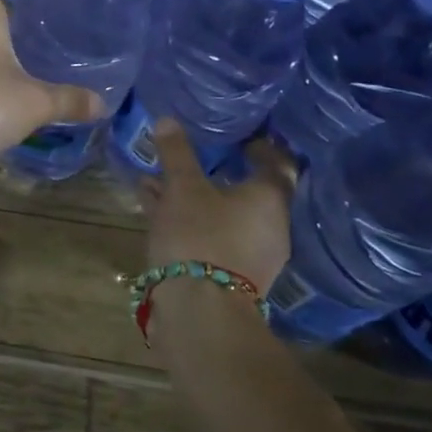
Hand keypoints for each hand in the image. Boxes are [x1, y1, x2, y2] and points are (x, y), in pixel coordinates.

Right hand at [143, 120, 297, 293]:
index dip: (260, 146)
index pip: (276, 163)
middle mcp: (270, 226)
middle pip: (246, 190)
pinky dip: (188, 219)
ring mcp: (251, 253)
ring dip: (193, 196)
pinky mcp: (229, 274)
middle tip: (193, 154)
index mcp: (270, 199)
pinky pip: (210, 234)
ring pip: (221, 213)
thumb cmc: (200, 236)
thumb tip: (168, 120)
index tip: (242, 135)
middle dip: (215, 172)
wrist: (201, 311)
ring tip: (158, 179)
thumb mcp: (183, 188)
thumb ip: (177, 154)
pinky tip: (154, 207)